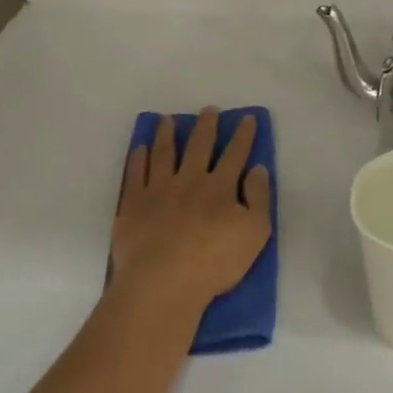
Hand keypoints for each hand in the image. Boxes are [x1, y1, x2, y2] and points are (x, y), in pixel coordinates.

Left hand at [111, 108, 273, 314]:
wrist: (163, 283)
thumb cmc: (215, 262)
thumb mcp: (255, 233)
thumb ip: (259, 198)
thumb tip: (257, 168)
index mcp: (220, 187)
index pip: (235, 154)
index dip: (243, 135)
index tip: (247, 118)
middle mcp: (189, 181)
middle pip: (199, 147)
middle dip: (206, 126)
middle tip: (208, 110)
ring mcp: (158, 190)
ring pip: (163, 154)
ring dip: (166, 134)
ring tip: (166, 120)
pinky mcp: (133, 205)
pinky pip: (135, 174)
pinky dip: (138, 159)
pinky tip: (140, 148)